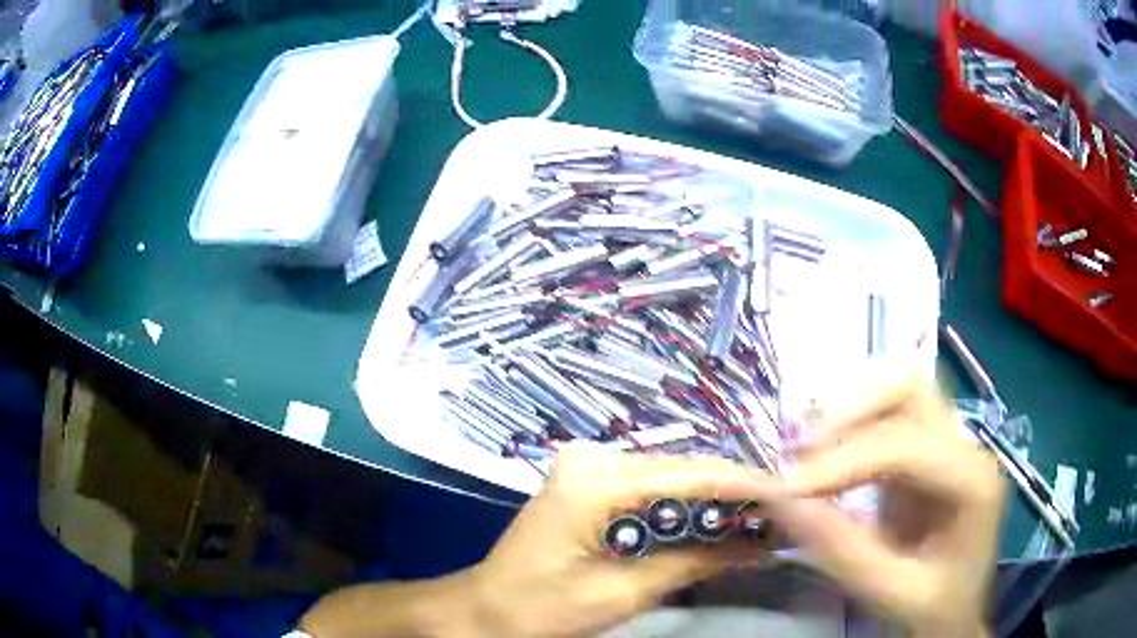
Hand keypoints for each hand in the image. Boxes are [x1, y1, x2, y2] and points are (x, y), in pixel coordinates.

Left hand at [469, 447, 771, 637]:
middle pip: (683, 470)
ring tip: (761, 517)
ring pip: (671, 477)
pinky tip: (715, 520)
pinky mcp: (589, 481)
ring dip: (713, 499)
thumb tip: (760, 546)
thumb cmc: (544, 609)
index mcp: (596, 482)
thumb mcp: (623, 593)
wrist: (487, 609)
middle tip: (784, 512)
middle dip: (735, 493)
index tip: (793, 496)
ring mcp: (588, 466)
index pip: (690, 475)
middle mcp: (593, 458)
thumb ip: (694, 563)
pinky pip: (650, 487)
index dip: (746, 486)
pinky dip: (684, 505)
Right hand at [764, 379, 1004, 637]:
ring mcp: (947, 442)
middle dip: (850, 412)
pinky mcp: (926, 450)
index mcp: (972, 482)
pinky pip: (889, 415)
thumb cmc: (934, 606)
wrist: (958, 608)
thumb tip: (780, 499)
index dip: (846, 459)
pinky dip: (852, 425)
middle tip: (802, 454)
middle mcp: (965, 446)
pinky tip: (826, 455)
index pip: (908, 445)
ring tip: (808, 451)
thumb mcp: (890, 592)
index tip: (789, 488)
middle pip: (910, 389)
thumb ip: (843, 549)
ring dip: (849, 411)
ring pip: (898, 390)